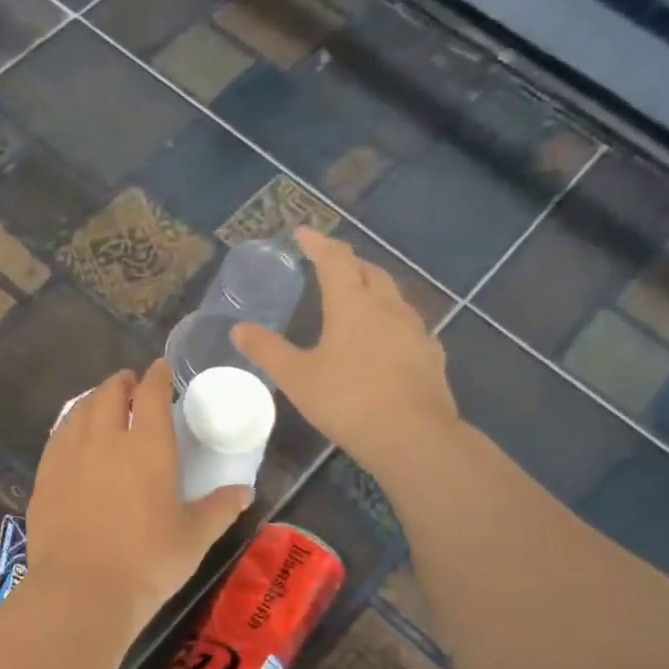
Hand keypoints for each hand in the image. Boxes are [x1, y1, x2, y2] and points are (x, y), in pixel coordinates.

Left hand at [26, 360, 251, 633]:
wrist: (82, 589)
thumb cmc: (148, 562)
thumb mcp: (193, 538)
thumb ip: (219, 509)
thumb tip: (244, 492)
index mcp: (148, 446)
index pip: (152, 394)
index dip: (157, 376)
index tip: (161, 369)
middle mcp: (106, 439)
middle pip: (110, 393)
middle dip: (122, 382)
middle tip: (130, 385)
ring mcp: (69, 455)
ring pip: (80, 410)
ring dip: (94, 400)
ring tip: (102, 405)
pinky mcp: (45, 475)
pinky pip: (58, 436)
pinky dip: (70, 426)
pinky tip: (73, 437)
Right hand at [233, 226, 456, 470]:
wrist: (412, 436)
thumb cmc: (347, 400)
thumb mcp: (296, 377)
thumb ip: (267, 350)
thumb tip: (238, 329)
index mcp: (352, 305)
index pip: (334, 260)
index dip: (318, 243)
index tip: (304, 233)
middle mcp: (387, 307)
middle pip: (369, 272)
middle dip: (348, 263)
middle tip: (330, 265)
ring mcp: (415, 330)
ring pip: (393, 296)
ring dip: (373, 289)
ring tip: (357, 298)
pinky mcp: (430, 355)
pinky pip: (408, 325)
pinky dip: (390, 320)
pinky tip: (386, 339)